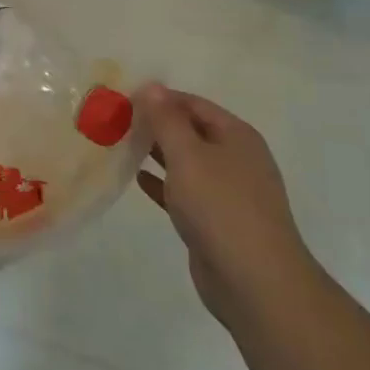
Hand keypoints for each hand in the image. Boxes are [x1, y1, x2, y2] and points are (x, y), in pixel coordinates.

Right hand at [135, 84, 313, 322]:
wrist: (255, 282)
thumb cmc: (220, 207)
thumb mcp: (188, 155)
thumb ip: (166, 120)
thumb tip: (151, 86)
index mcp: (236, 136)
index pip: (193, 104)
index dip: (159, 98)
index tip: (122, 98)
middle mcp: (235, 159)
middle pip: (190, 131)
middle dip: (155, 125)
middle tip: (114, 121)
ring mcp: (227, 192)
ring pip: (186, 162)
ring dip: (156, 153)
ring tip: (118, 144)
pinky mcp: (215, 220)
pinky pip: (184, 191)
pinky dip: (162, 183)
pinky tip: (136, 178)